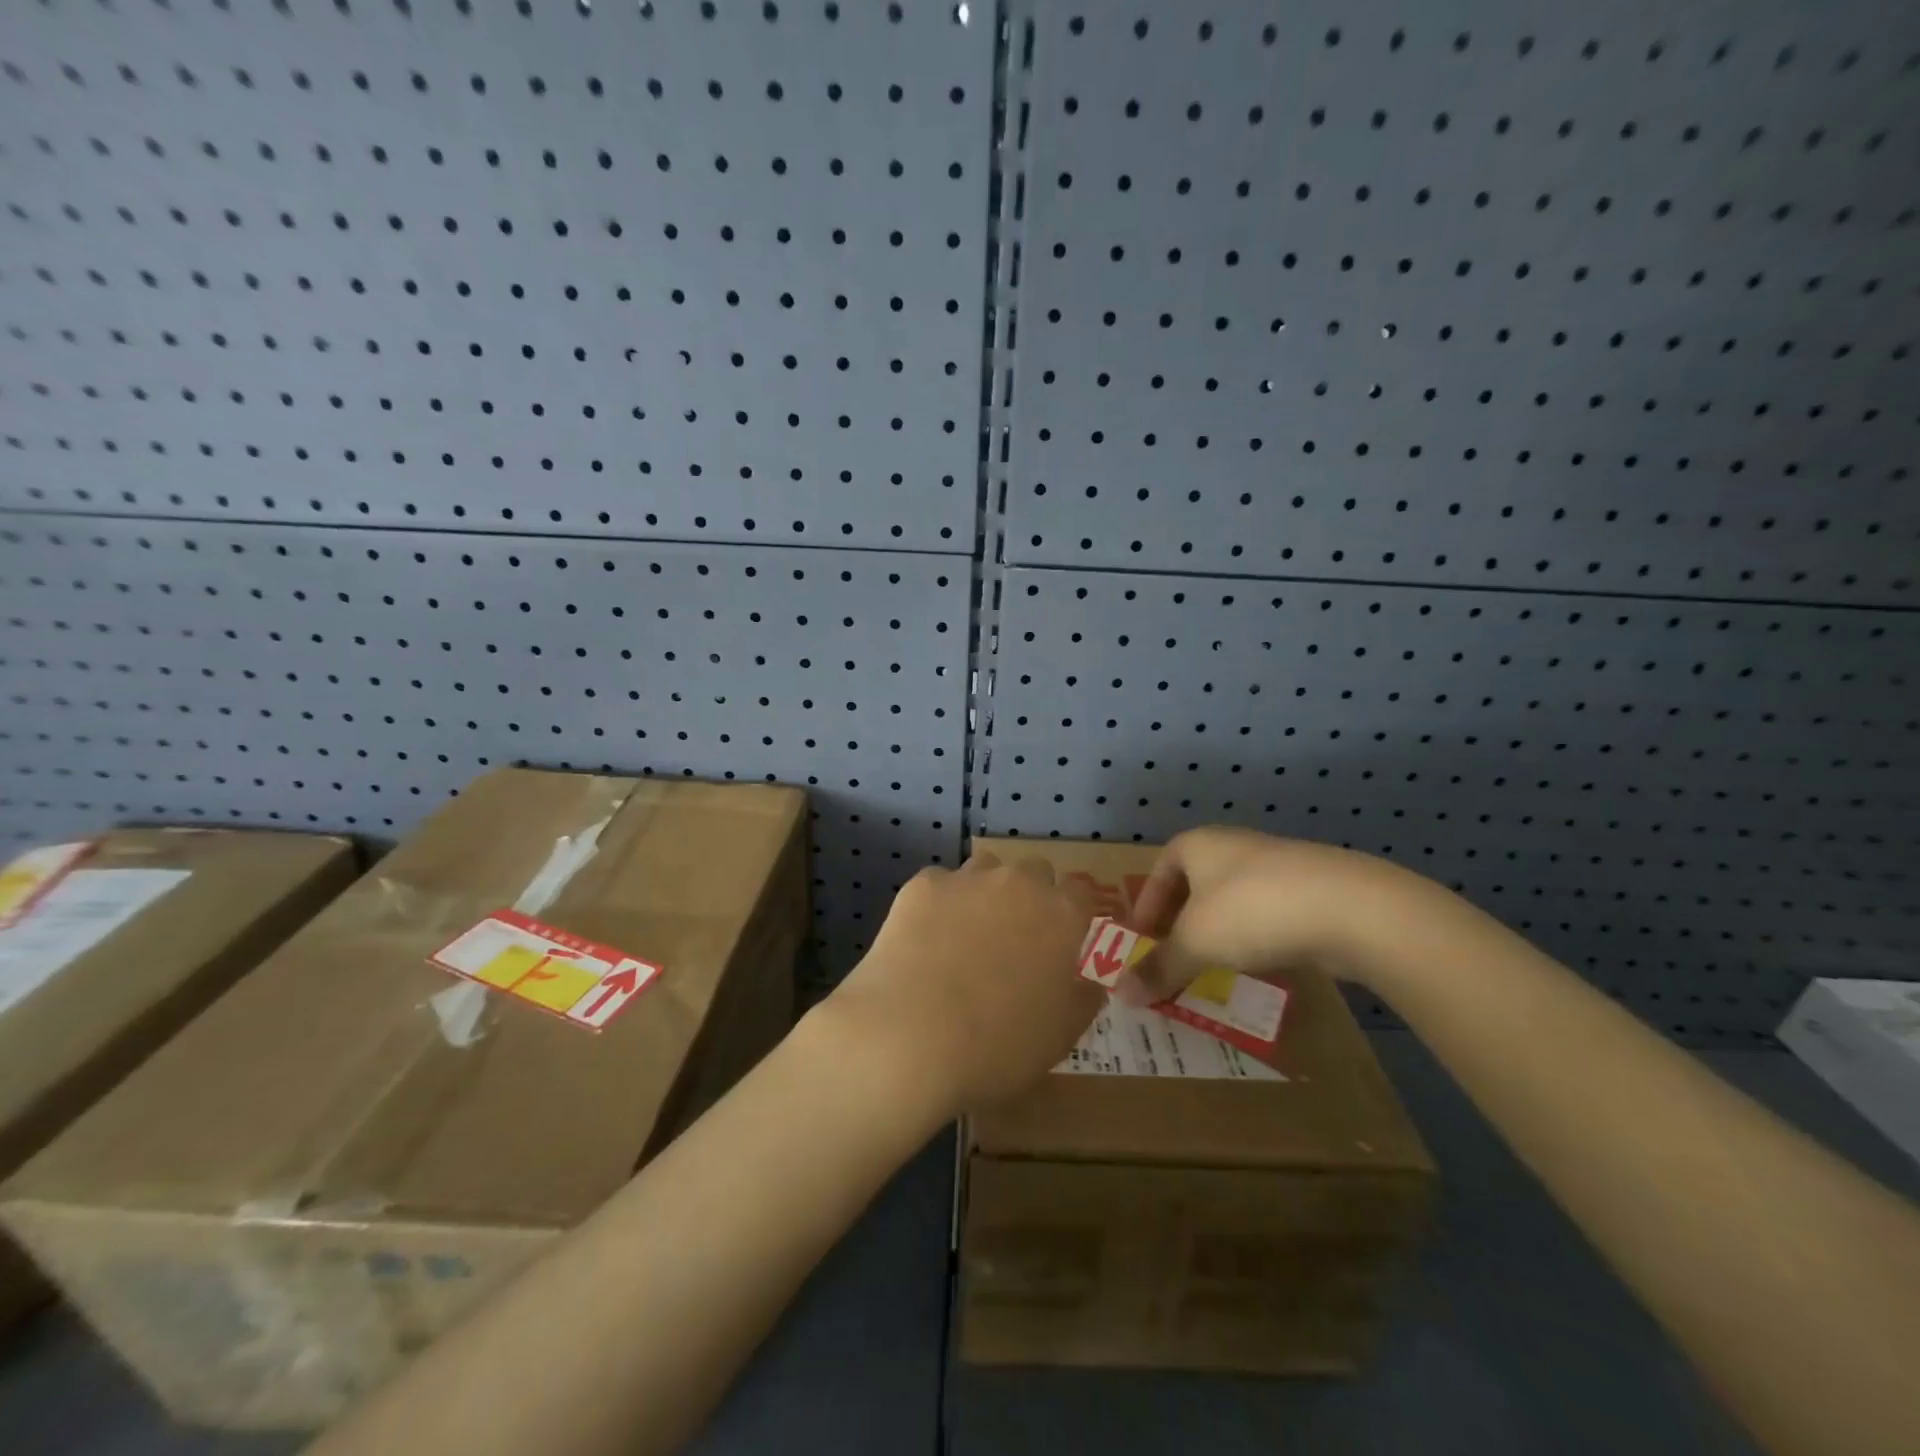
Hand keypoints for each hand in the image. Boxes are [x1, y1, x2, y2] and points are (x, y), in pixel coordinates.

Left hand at [822, 852, 1102, 1114]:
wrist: (910, 1037)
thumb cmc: (999, 1045)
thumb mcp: (1062, 1034)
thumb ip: (1083, 996)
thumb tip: (1089, 979)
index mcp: (1061, 915)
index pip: (1081, 891)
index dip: (1074, 913)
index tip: (1064, 938)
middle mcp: (1018, 883)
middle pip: (1034, 872)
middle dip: (1030, 897)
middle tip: (1015, 941)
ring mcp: (967, 879)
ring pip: (986, 870)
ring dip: (986, 893)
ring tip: (967, 936)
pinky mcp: (922, 886)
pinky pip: (940, 885)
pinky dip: (939, 905)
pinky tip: (926, 940)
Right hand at [1123, 827, 1407, 1003]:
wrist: (1352, 908)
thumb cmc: (1252, 910)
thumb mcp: (1196, 942)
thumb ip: (1159, 967)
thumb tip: (1120, 996)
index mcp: (1198, 844)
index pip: (1158, 870)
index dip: (1147, 906)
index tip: (1142, 941)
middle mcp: (1233, 846)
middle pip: (1194, 885)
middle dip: (1180, 923)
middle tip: (1173, 958)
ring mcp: (1276, 866)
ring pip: (1231, 901)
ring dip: (1217, 932)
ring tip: (1211, 968)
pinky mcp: (1310, 890)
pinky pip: (1266, 914)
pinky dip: (1253, 937)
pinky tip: (1257, 965)